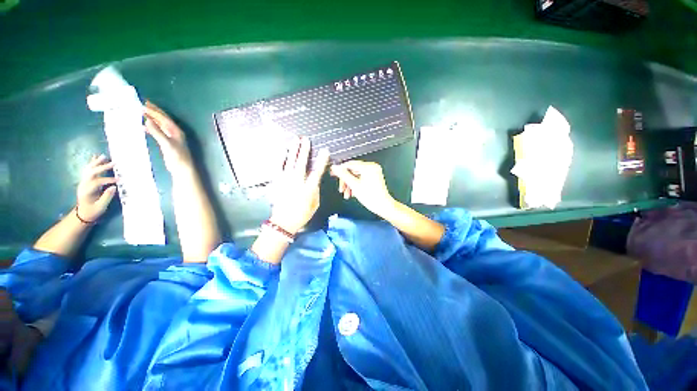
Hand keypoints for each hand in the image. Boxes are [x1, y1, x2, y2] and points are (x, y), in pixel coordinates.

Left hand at [76, 155, 116, 221]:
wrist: (82, 214)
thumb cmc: (92, 212)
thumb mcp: (100, 207)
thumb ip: (106, 197)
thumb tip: (114, 187)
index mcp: (87, 191)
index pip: (97, 182)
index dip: (108, 180)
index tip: (119, 180)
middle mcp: (83, 185)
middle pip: (92, 173)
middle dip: (102, 167)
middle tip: (114, 163)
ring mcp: (83, 182)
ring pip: (89, 169)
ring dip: (96, 163)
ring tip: (104, 156)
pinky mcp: (86, 181)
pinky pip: (88, 170)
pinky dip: (92, 163)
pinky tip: (95, 157)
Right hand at [143, 101, 193, 175]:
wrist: (182, 169)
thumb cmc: (176, 156)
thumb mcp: (166, 144)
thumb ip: (157, 132)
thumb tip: (147, 120)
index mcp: (176, 131)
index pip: (164, 118)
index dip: (155, 111)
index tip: (144, 104)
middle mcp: (174, 132)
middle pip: (162, 119)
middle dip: (153, 112)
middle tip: (142, 105)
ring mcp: (171, 138)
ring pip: (160, 125)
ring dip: (151, 119)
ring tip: (140, 113)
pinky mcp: (167, 143)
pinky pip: (158, 132)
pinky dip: (151, 128)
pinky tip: (143, 127)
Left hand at [269, 137, 329, 233]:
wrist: (283, 222)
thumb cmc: (302, 214)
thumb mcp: (315, 204)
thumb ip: (315, 190)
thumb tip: (314, 180)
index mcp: (308, 189)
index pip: (316, 172)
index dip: (321, 160)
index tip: (325, 151)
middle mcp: (296, 182)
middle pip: (301, 163)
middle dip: (304, 150)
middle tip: (305, 139)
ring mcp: (285, 181)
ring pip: (289, 162)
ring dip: (293, 150)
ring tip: (295, 140)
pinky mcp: (277, 182)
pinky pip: (278, 167)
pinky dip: (281, 158)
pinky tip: (283, 151)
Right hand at [330, 161, 395, 217]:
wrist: (382, 206)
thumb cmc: (371, 197)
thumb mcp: (354, 185)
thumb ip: (343, 175)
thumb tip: (335, 168)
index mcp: (369, 167)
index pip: (350, 164)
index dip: (340, 169)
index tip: (333, 173)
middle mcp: (372, 167)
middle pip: (353, 170)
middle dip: (346, 181)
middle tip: (341, 189)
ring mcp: (373, 172)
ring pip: (356, 175)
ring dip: (350, 184)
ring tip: (347, 194)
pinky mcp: (373, 177)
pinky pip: (361, 178)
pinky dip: (355, 185)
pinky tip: (352, 193)